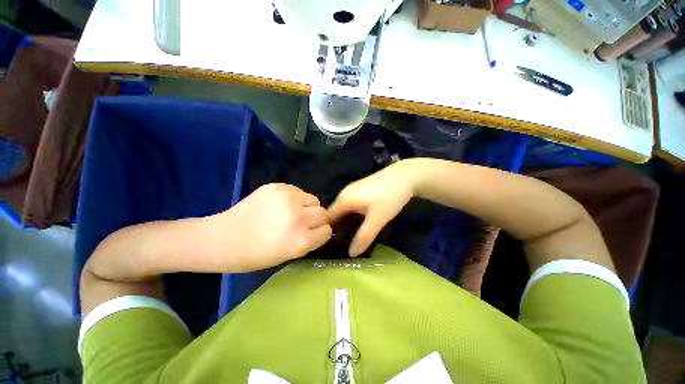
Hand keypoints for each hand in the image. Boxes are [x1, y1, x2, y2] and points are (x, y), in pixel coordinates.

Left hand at [208, 183, 331, 270]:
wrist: (221, 238)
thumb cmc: (254, 255)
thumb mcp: (288, 255)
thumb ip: (309, 240)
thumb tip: (321, 227)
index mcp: (300, 241)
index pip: (326, 231)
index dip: (320, 233)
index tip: (312, 234)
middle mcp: (297, 218)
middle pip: (323, 213)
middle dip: (317, 219)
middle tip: (302, 223)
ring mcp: (287, 199)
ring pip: (314, 199)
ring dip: (307, 207)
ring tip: (291, 213)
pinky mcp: (277, 186)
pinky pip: (299, 192)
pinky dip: (295, 199)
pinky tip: (280, 205)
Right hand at [328, 161, 416, 256]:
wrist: (405, 175)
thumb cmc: (390, 197)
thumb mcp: (377, 219)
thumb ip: (364, 236)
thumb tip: (351, 254)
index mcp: (344, 200)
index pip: (327, 218)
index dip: (327, 232)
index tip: (330, 247)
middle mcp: (344, 194)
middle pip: (334, 214)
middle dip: (336, 229)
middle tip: (341, 246)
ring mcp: (352, 190)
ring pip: (343, 210)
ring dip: (344, 223)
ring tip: (349, 239)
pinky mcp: (360, 190)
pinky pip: (350, 206)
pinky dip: (351, 217)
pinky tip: (359, 224)